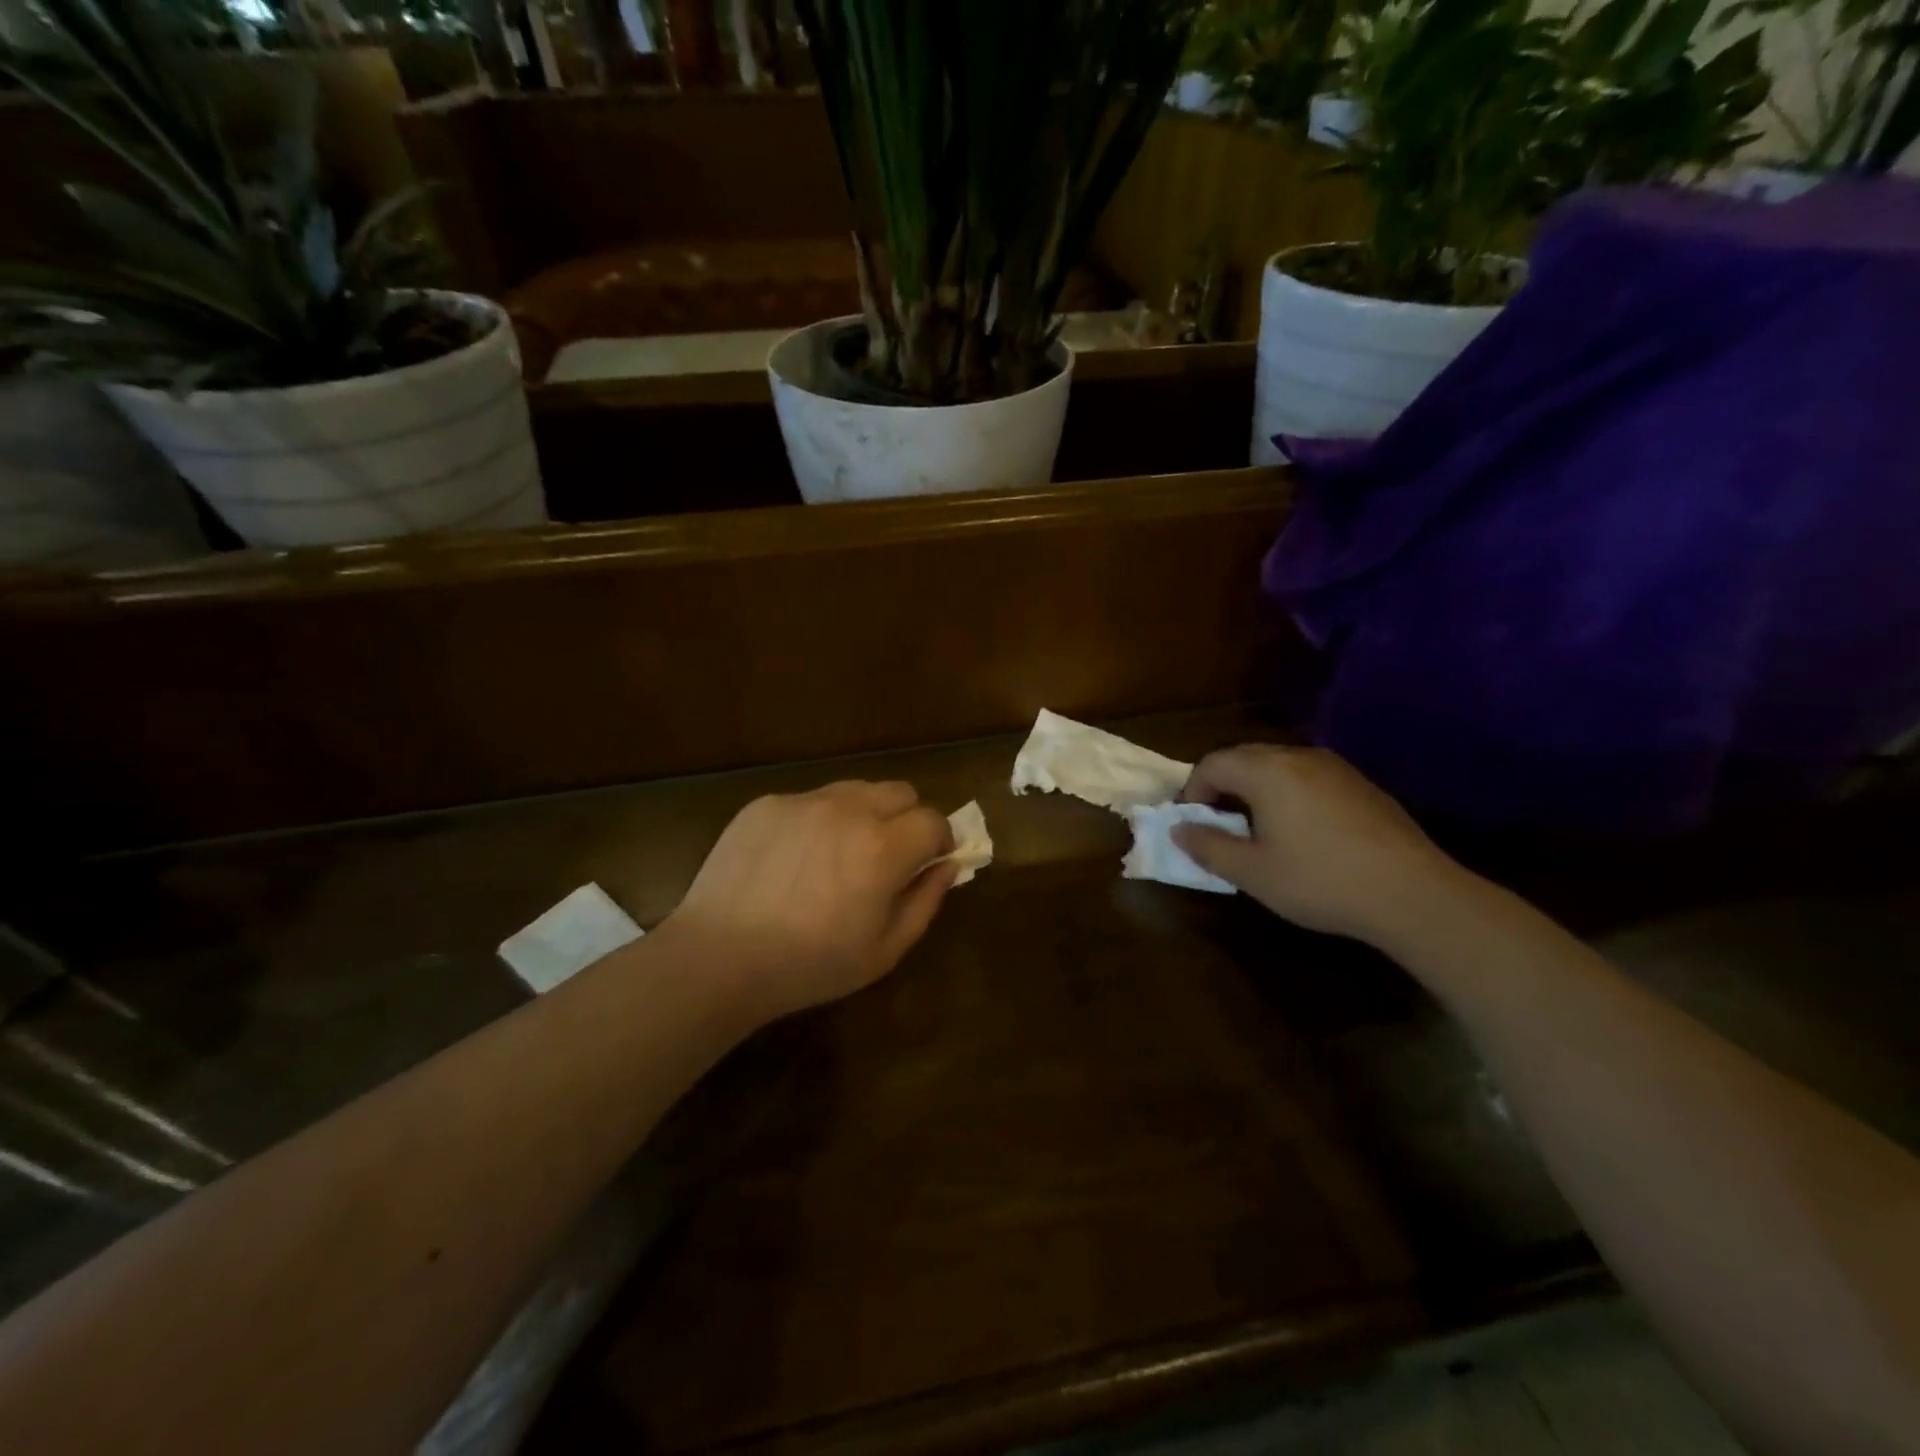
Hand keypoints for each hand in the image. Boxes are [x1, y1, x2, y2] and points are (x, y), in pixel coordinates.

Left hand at [666, 781, 957, 1020]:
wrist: (718, 958)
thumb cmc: (809, 965)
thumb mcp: (884, 951)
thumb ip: (926, 901)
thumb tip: (948, 866)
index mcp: (883, 847)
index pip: (934, 820)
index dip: (939, 841)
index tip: (929, 863)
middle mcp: (847, 810)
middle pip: (900, 792)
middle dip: (907, 819)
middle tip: (888, 857)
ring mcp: (803, 801)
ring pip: (855, 790)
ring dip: (864, 814)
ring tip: (838, 855)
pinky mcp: (767, 804)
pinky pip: (810, 800)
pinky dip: (818, 821)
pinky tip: (793, 860)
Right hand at [1174, 744, 1458, 943]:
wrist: (1413, 894)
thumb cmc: (1320, 881)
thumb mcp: (1252, 873)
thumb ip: (1207, 846)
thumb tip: (1179, 829)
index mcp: (1267, 772)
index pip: (1212, 763)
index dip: (1192, 790)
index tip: (1191, 823)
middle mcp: (1299, 756)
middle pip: (1244, 757)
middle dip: (1221, 785)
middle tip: (1218, 824)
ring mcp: (1335, 767)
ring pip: (1278, 764)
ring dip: (1255, 788)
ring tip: (1256, 828)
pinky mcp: (1360, 784)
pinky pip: (1308, 776)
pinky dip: (1288, 793)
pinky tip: (1301, 831)